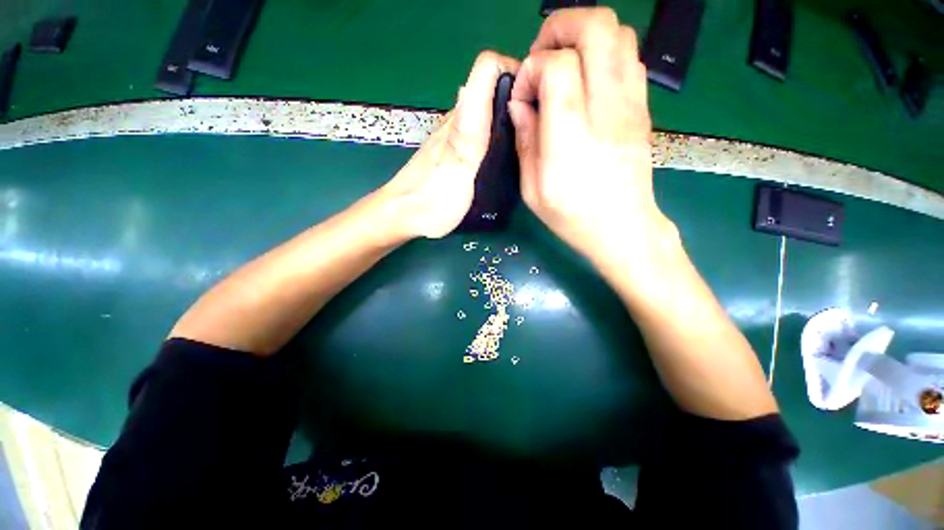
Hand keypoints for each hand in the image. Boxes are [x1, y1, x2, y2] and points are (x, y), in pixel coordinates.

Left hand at [381, 51, 518, 239]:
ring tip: (525, 140)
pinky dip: (496, 133)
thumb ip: (469, 134)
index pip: (488, 68)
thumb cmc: (432, 201)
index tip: (537, 95)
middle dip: (519, 96)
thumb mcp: (456, 171)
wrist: (404, 215)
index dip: (516, 71)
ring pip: (487, 109)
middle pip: (492, 88)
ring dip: (509, 116)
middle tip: (536, 126)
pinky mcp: (453, 150)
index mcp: (462, 120)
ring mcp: (454, 135)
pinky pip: (480, 130)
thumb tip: (474, 88)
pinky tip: (502, 154)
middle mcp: (458, 120)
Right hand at [509, 8, 674, 268]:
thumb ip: (524, 141)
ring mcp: (631, 106)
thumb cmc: (572, 216)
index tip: (523, 96)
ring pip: (619, 34)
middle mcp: (606, 110)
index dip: (533, 68)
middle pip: (596, 27)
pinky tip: (586, 83)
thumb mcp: (532, 190)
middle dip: (560, 28)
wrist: (622, 228)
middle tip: (542, 57)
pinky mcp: (643, 109)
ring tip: (564, 67)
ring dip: (584, 37)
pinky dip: (604, 55)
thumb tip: (520, 105)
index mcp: (570, 136)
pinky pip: (630, 58)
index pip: (557, 65)